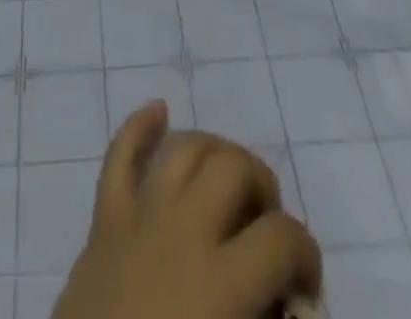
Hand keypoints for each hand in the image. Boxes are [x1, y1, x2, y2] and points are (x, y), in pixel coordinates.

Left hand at [51, 101, 320, 318]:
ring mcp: (139, 217)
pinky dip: (139, 127)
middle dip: (261, 186)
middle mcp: (183, 232)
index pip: (282, 238)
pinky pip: (119, 156)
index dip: (306, 255)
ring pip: (184, 148)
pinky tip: (158, 111)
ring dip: (214, 152)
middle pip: (233, 167)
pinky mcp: (104, 220)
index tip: (304, 286)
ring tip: (229, 180)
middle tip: (265, 227)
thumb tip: (290, 305)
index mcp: (221, 283)